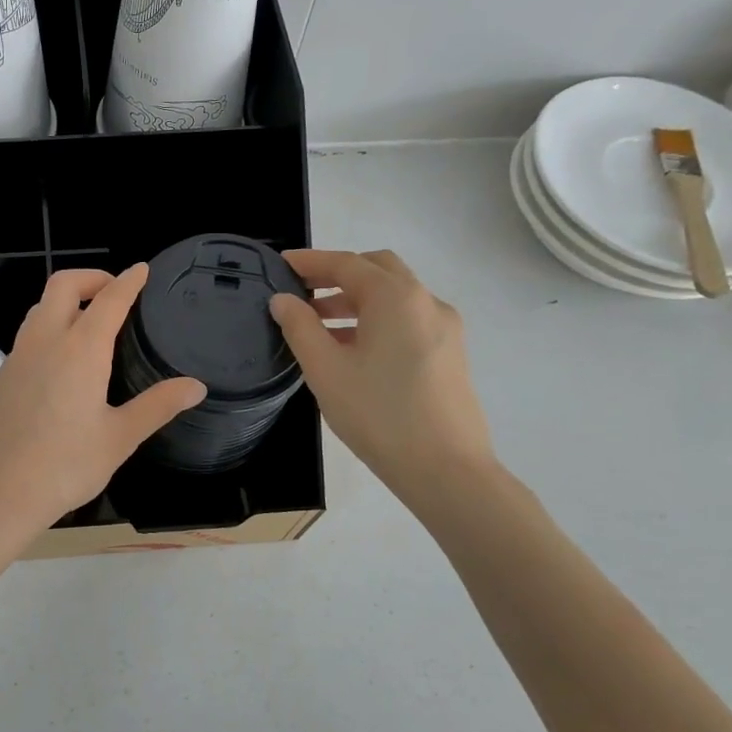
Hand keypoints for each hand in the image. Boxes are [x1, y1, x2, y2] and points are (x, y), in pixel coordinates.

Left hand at [0, 265, 205, 553]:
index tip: (142, 269)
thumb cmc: (64, 466)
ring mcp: (17, 357)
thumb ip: (157, 406)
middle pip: (63, 286)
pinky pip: (29, 334)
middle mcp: (45, 342)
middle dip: (91, 278)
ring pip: (40, 308)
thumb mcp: (119, 438)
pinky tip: (63, 361)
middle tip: (115, 292)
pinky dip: (50, 326)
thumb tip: (196, 386)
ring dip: (66, 301)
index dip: (128, 281)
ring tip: (91, 322)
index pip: (109, 300)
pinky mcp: (1, 377)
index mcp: (80, 350)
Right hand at [269, 248, 494, 508]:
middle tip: (303, 292)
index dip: (310, 261)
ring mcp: (444, 328)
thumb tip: (283, 300)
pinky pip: (408, 320)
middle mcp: (425, 302)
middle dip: (338, 274)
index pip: (346, 263)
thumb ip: (300, 328)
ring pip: (395, 296)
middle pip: (377, 270)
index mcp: (395, 298)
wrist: (446, 470)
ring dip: (356, 300)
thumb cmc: (379, 415)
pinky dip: (377, 319)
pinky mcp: (450, 353)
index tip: (280, 264)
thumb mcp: (326, 370)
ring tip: (319, 326)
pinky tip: (353, 350)